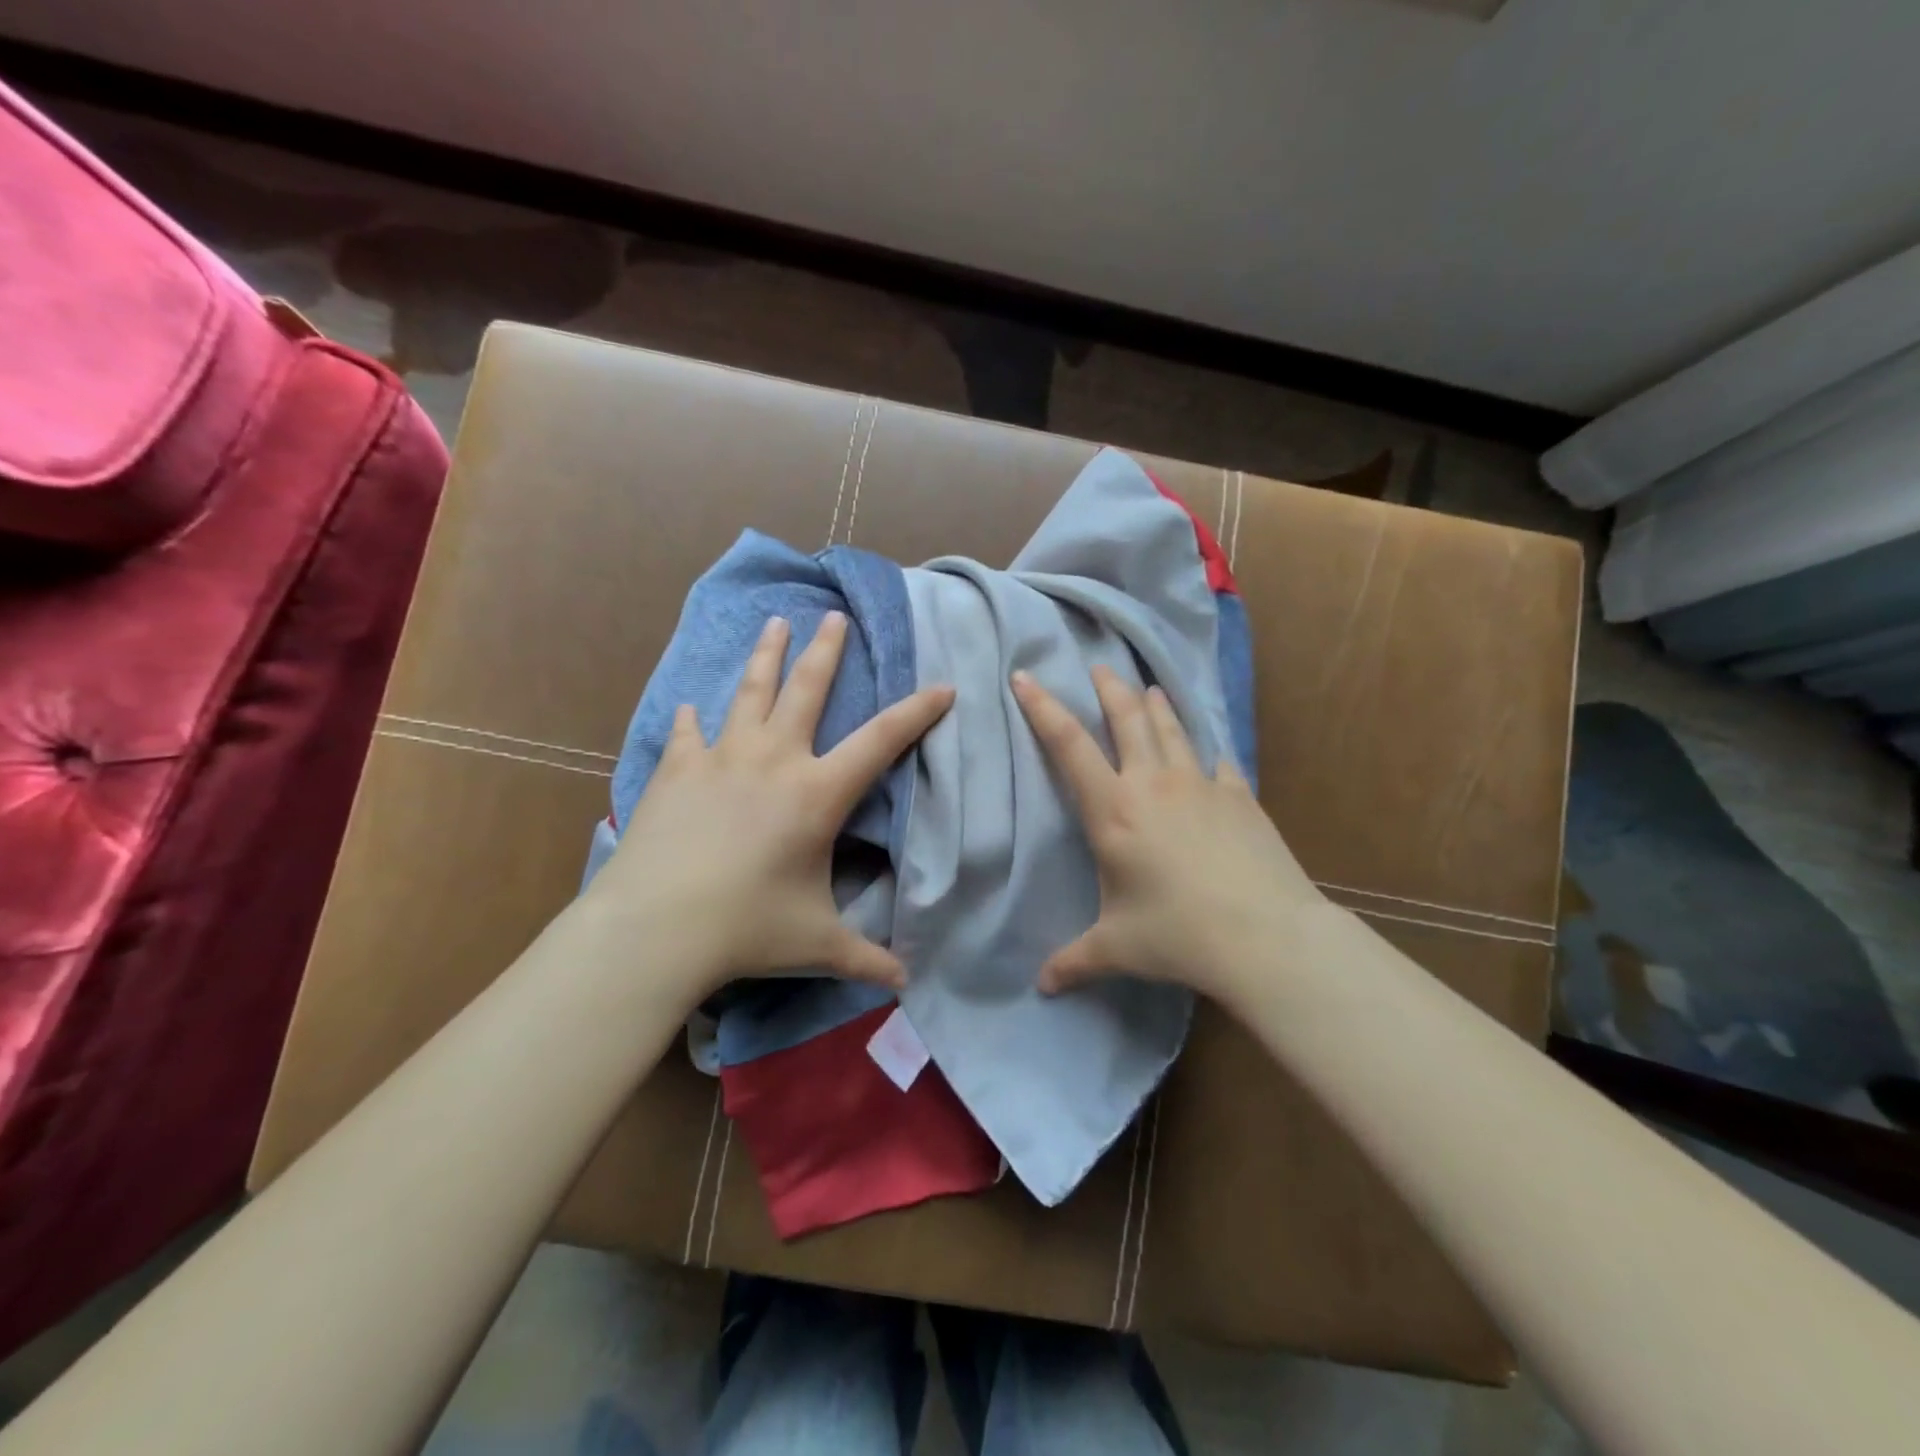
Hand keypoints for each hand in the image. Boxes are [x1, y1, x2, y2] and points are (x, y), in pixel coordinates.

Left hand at [587, 612, 952, 1000]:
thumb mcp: (816, 943)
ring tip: (774, 623)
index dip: (917, 712)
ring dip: (766, 656)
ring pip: (749, 692)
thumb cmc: (746, 929)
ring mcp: (721, 758)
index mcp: (817, 793)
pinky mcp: (677, 770)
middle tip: (834, 616)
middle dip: (827, 651)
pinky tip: (690, 708)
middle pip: (807, 690)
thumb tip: (906, 985)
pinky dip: (693, 720)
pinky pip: (688, 735)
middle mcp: (774, 760)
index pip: (882, 741)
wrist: (655, 927)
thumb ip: (865, 959)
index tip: (942, 687)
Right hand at [1011, 666, 1322, 1004]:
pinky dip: (1205, 748)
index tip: (1025, 676)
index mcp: (1114, 810)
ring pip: (1172, 728)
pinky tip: (1207, 748)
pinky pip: (1217, 760)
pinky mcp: (1239, 796)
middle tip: (1098, 666)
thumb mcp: (1116, 948)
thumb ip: (1074, 961)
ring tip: (1147, 687)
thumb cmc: (1178, 935)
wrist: (1265, 936)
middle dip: (1108, 688)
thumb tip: (1042, 987)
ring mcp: (1201, 784)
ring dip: (1155, 705)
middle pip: (1126, 718)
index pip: (1068, 744)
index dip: (1042, 707)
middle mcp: (1153, 784)